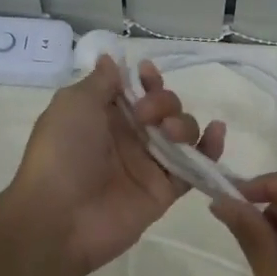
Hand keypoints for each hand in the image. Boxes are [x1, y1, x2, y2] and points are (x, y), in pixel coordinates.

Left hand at [6, 56, 224, 275]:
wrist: (60, 217)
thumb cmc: (62, 153)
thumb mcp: (73, 104)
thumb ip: (100, 82)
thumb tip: (111, 59)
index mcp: (103, 116)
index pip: (135, 90)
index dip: (146, 80)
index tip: (147, 74)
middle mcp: (128, 137)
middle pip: (163, 108)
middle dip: (164, 101)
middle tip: (146, 115)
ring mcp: (148, 164)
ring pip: (182, 133)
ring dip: (184, 123)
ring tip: (170, 132)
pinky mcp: (164, 190)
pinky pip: (194, 167)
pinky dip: (210, 149)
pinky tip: (216, 132)